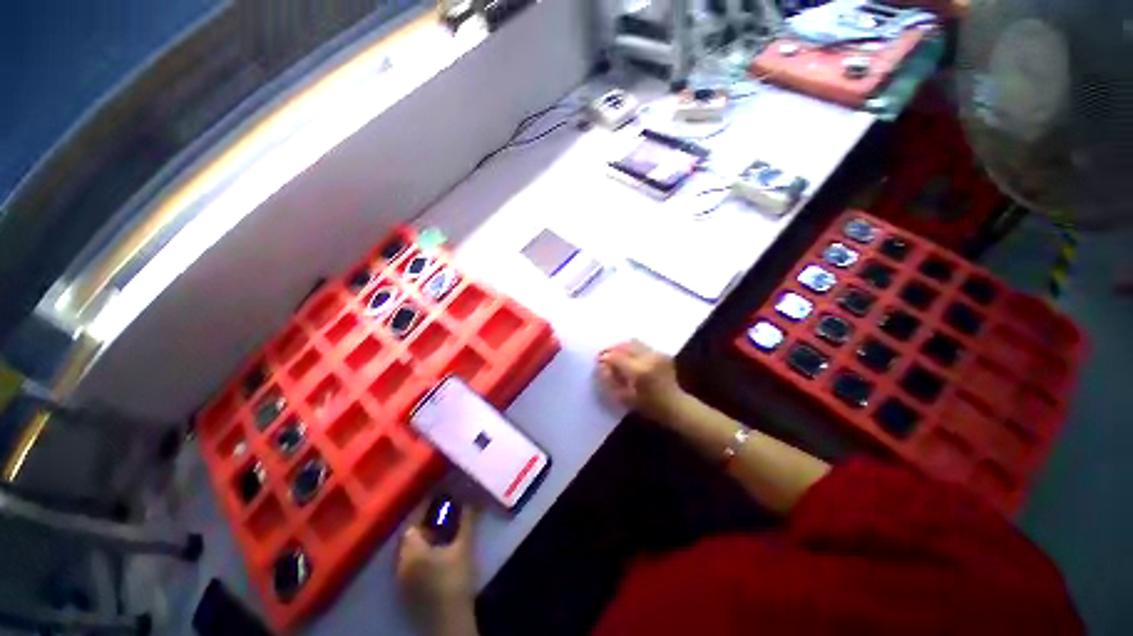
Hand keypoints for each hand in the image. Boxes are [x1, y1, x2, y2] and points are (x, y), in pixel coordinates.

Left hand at [396, 508, 477, 629]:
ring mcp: (402, 578)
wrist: (450, 621)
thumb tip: (472, 499)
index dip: (426, 507)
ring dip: (424, 536)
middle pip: (410, 535)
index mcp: (412, 551)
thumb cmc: (456, 581)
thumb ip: (467, 521)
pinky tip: (436, 549)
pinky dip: (421, 550)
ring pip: (409, 549)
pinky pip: (410, 561)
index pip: (414, 522)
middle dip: (425, 521)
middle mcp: (401, 563)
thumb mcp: (464, 548)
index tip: (439, 496)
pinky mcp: (406, 589)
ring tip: (442, 527)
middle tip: (443, 510)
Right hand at [597, 340, 689, 424]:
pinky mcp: (662, 353)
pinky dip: (633, 350)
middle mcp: (649, 358)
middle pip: (624, 346)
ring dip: (622, 348)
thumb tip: (602, 366)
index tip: (598, 360)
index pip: (616, 357)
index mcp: (640, 371)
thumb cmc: (649, 406)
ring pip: (633, 343)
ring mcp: (657, 354)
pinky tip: (630, 359)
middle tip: (604, 356)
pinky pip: (642, 346)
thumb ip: (611, 380)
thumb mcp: (625, 398)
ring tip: (616, 356)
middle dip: (612, 349)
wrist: (675, 405)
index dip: (605, 357)